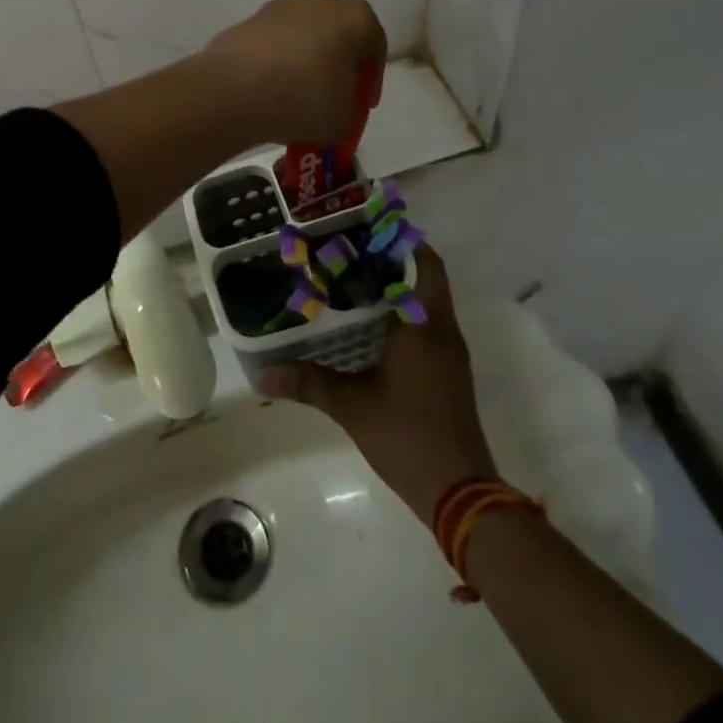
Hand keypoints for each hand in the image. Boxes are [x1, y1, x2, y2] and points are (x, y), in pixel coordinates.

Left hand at [204, 0, 386, 147]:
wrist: (235, 90)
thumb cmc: (305, 99)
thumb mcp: (344, 119)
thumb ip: (347, 108)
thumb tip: (333, 105)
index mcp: (356, 16)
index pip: (375, 47)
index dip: (371, 80)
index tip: (362, 105)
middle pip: (337, 31)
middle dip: (337, 61)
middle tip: (332, 94)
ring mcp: (280, 5)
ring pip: (303, 34)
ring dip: (304, 59)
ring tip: (296, 95)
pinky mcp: (248, 19)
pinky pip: (273, 42)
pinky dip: (275, 61)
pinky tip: (270, 89)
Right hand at [258, 246, 496, 519]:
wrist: (460, 493)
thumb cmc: (407, 436)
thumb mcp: (351, 406)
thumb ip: (308, 382)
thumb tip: (262, 374)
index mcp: (424, 326)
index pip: (424, 263)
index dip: (401, 241)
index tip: (367, 229)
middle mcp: (442, 331)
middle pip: (426, 278)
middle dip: (393, 261)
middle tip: (350, 252)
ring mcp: (450, 353)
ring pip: (428, 303)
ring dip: (399, 288)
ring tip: (353, 282)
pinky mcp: (449, 372)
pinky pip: (429, 326)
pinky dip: (404, 315)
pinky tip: (371, 326)